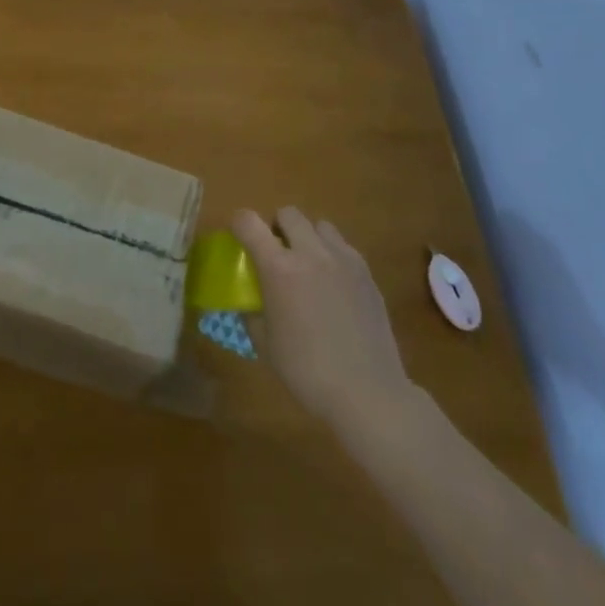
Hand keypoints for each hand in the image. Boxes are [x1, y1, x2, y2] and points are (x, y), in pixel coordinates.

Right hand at [232, 207, 413, 435]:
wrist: (367, 392)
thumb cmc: (307, 372)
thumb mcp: (265, 345)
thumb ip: (252, 313)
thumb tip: (248, 301)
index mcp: (279, 269)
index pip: (249, 223)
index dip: (239, 223)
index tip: (238, 236)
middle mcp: (310, 253)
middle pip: (288, 213)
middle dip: (276, 226)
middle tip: (276, 253)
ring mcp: (343, 259)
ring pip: (319, 225)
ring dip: (307, 237)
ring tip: (308, 265)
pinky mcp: (366, 271)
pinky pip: (343, 246)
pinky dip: (331, 254)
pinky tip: (333, 284)